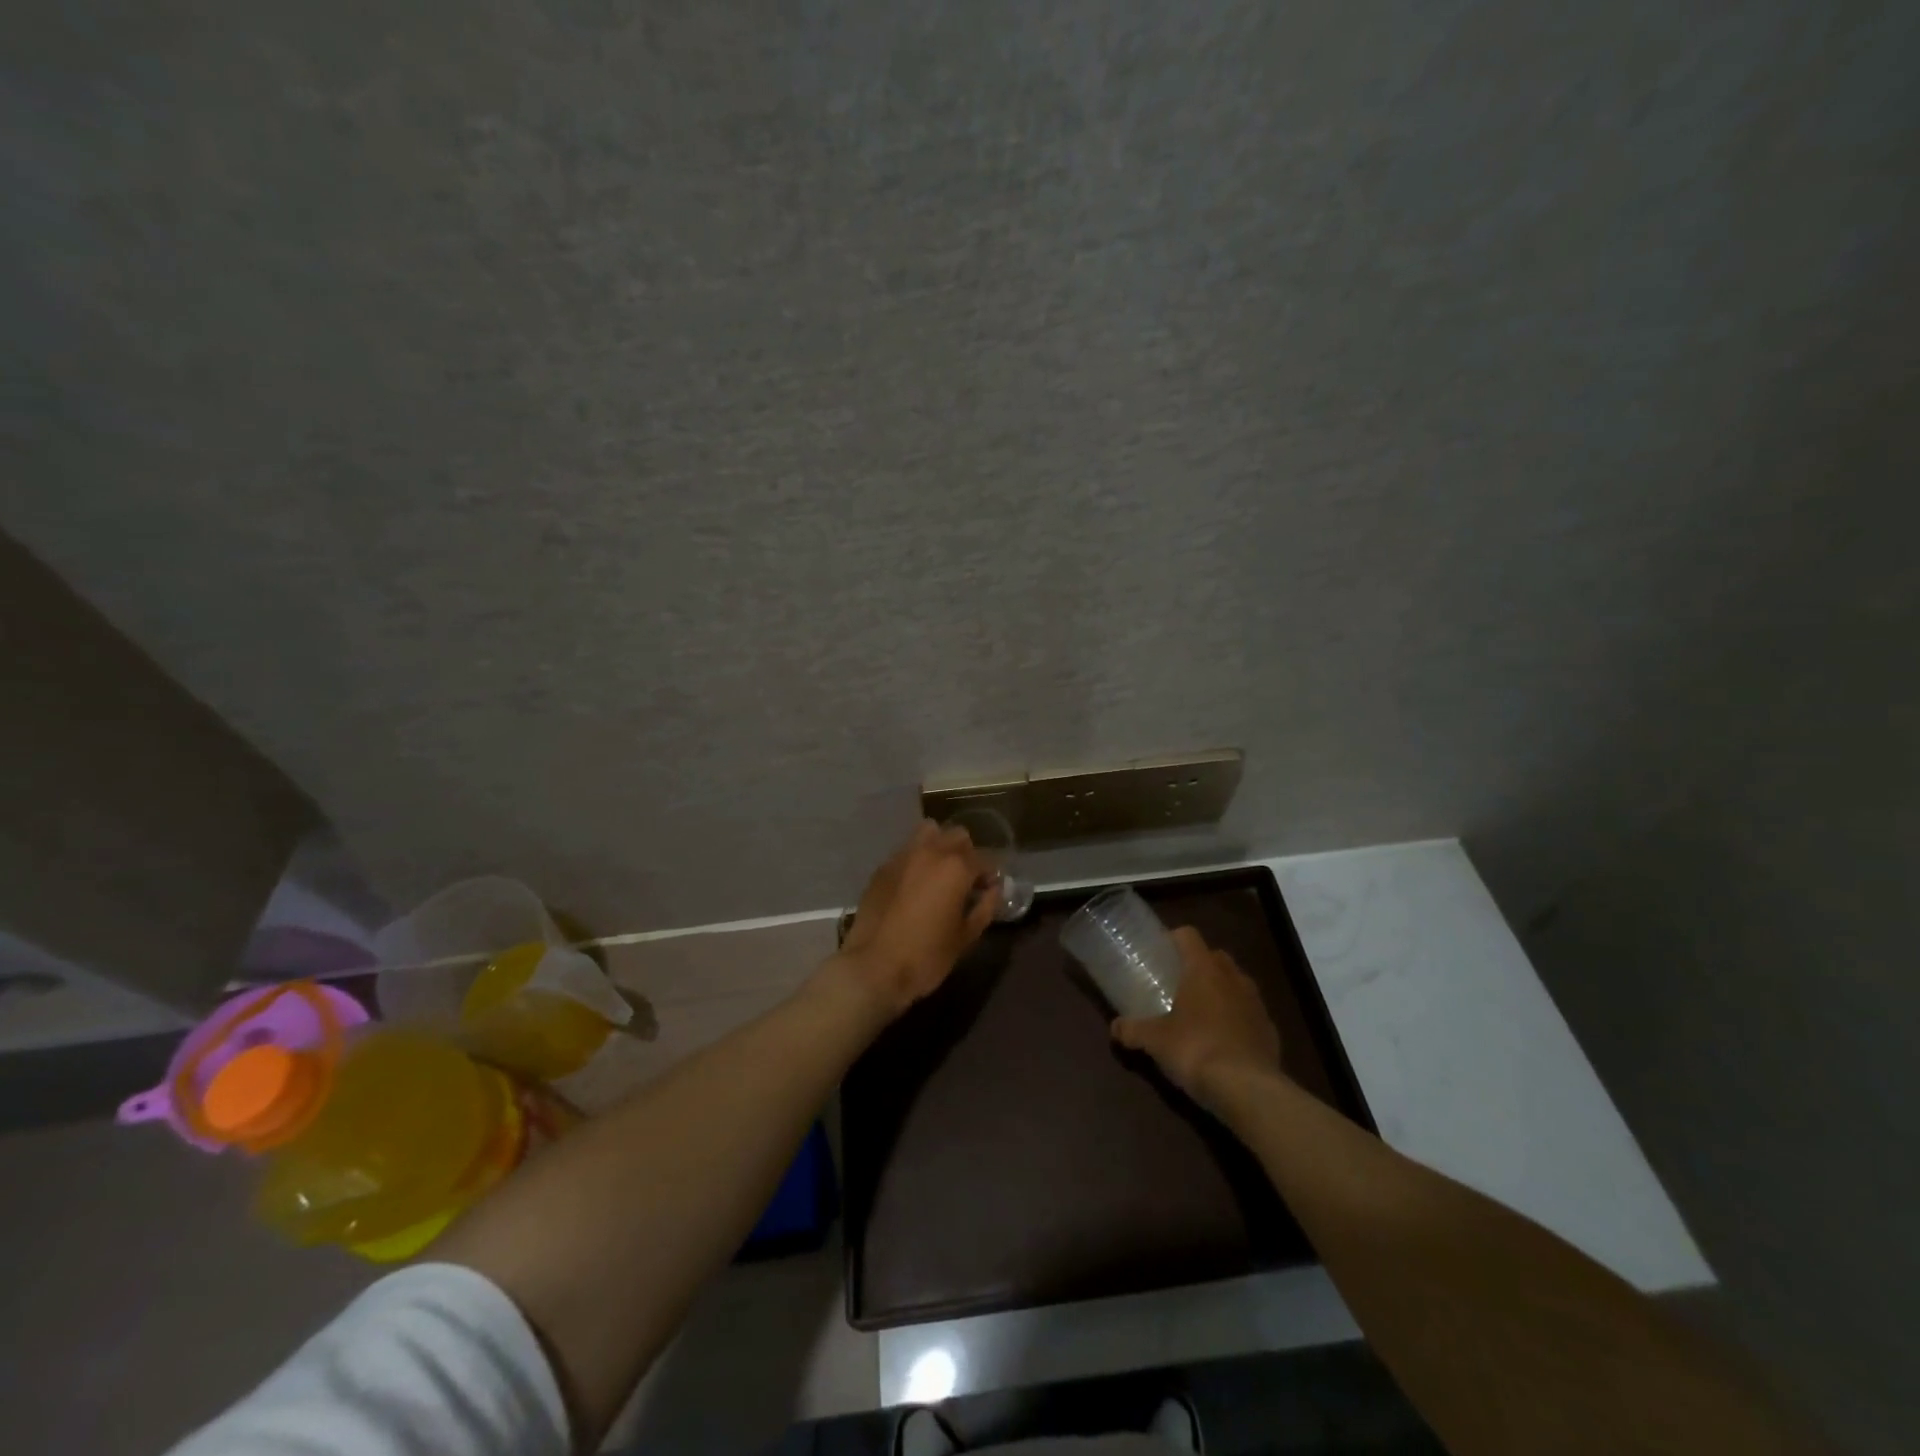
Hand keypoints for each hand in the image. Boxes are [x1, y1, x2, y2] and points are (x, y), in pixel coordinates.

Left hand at [829, 821, 996, 1019]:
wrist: (872, 967)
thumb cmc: (926, 956)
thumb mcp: (965, 937)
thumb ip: (985, 908)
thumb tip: (993, 890)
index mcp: (956, 868)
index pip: (985, 859)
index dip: (990, 875)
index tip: (988, 891)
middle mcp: (930, 852)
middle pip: (957, 835)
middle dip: (966, 854)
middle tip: (965, 880)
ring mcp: (902, 856)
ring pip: (928, 833)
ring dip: (939, 846)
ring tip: (938, 874)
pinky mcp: (882, 868)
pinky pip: (906, 851)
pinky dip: (916, 859)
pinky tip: (914, 885)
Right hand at [1111, 926, 1283, 1109]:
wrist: (1248, 1090)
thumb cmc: (1195, 1049)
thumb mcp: (1155, 1041)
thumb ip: (1133, 1030)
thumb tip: (1115, 1028)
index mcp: (1204, 969)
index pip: (1189, 936)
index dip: (1174, 939)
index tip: (1161, 953)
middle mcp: (1233, 978)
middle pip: (1215, 956)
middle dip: (1199, 965)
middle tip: (1179, 983)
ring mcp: (1256, 1003)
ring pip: (1236, 983)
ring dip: (1221, 990)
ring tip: (1201, 1012)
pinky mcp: (1270, 1029)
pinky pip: (1250, 1013)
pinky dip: (1237, 1019)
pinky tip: (1224, 1040)